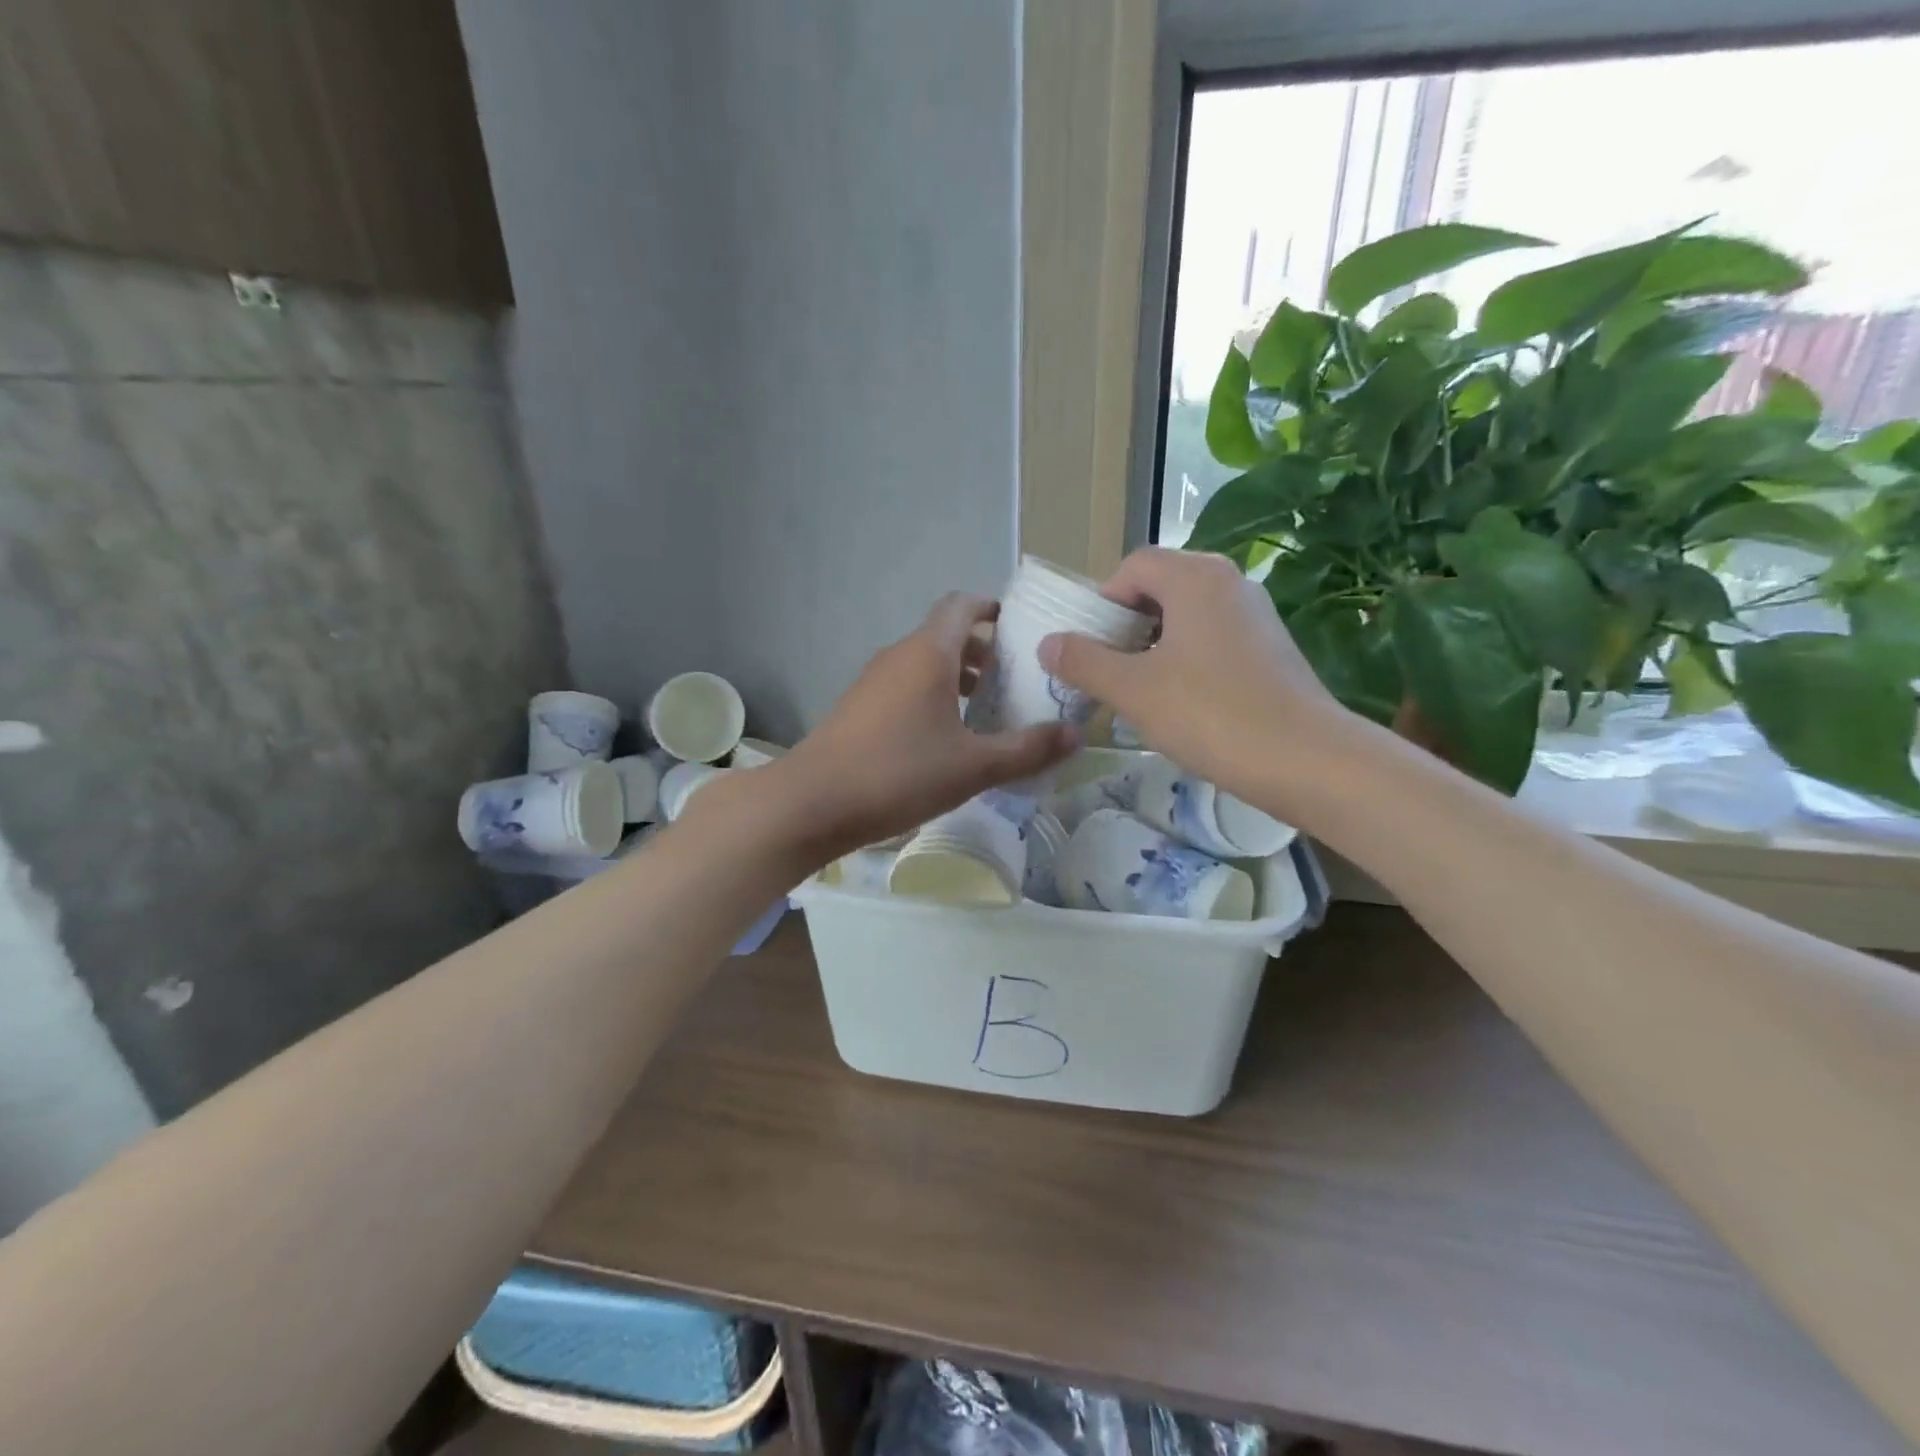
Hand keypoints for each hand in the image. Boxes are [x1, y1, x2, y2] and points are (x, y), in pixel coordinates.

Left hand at [747, 593, 1077, 862]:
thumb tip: (1076, 735)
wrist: (811, 803)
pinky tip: (947, 740)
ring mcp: (873, 682)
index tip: (1021, 629)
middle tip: (1017, 681)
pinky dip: (933, 698)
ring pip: (925, 665)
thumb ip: (1027, 750)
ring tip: (988, 713)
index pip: (962, 606)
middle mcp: (899, 657)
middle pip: (946, 636)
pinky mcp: (859, 708)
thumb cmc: (898, 773)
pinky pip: (906, 688)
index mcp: (928, 654)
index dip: (992, 608)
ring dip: (958, 679)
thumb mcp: (973, 766)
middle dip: (984, 652)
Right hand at [1037, 547, 1352, 792]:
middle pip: (1160, 586)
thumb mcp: (1133, 690)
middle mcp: (1229, 582)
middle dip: (1125, 624)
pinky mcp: (1271, 647)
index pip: (1133, 566)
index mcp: (1195, 577)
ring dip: (1153, 644)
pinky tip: (1180, 701)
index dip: (1101, 601)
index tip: (1088, 646)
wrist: (1306, 759)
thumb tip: (1048, 644)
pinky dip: (1185, 657)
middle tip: (1107, 667)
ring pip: (1187, 615)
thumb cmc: (1211, 714)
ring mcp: (1256, 614)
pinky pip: (1213, 637)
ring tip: (1138, 688)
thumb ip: (1084, 662)